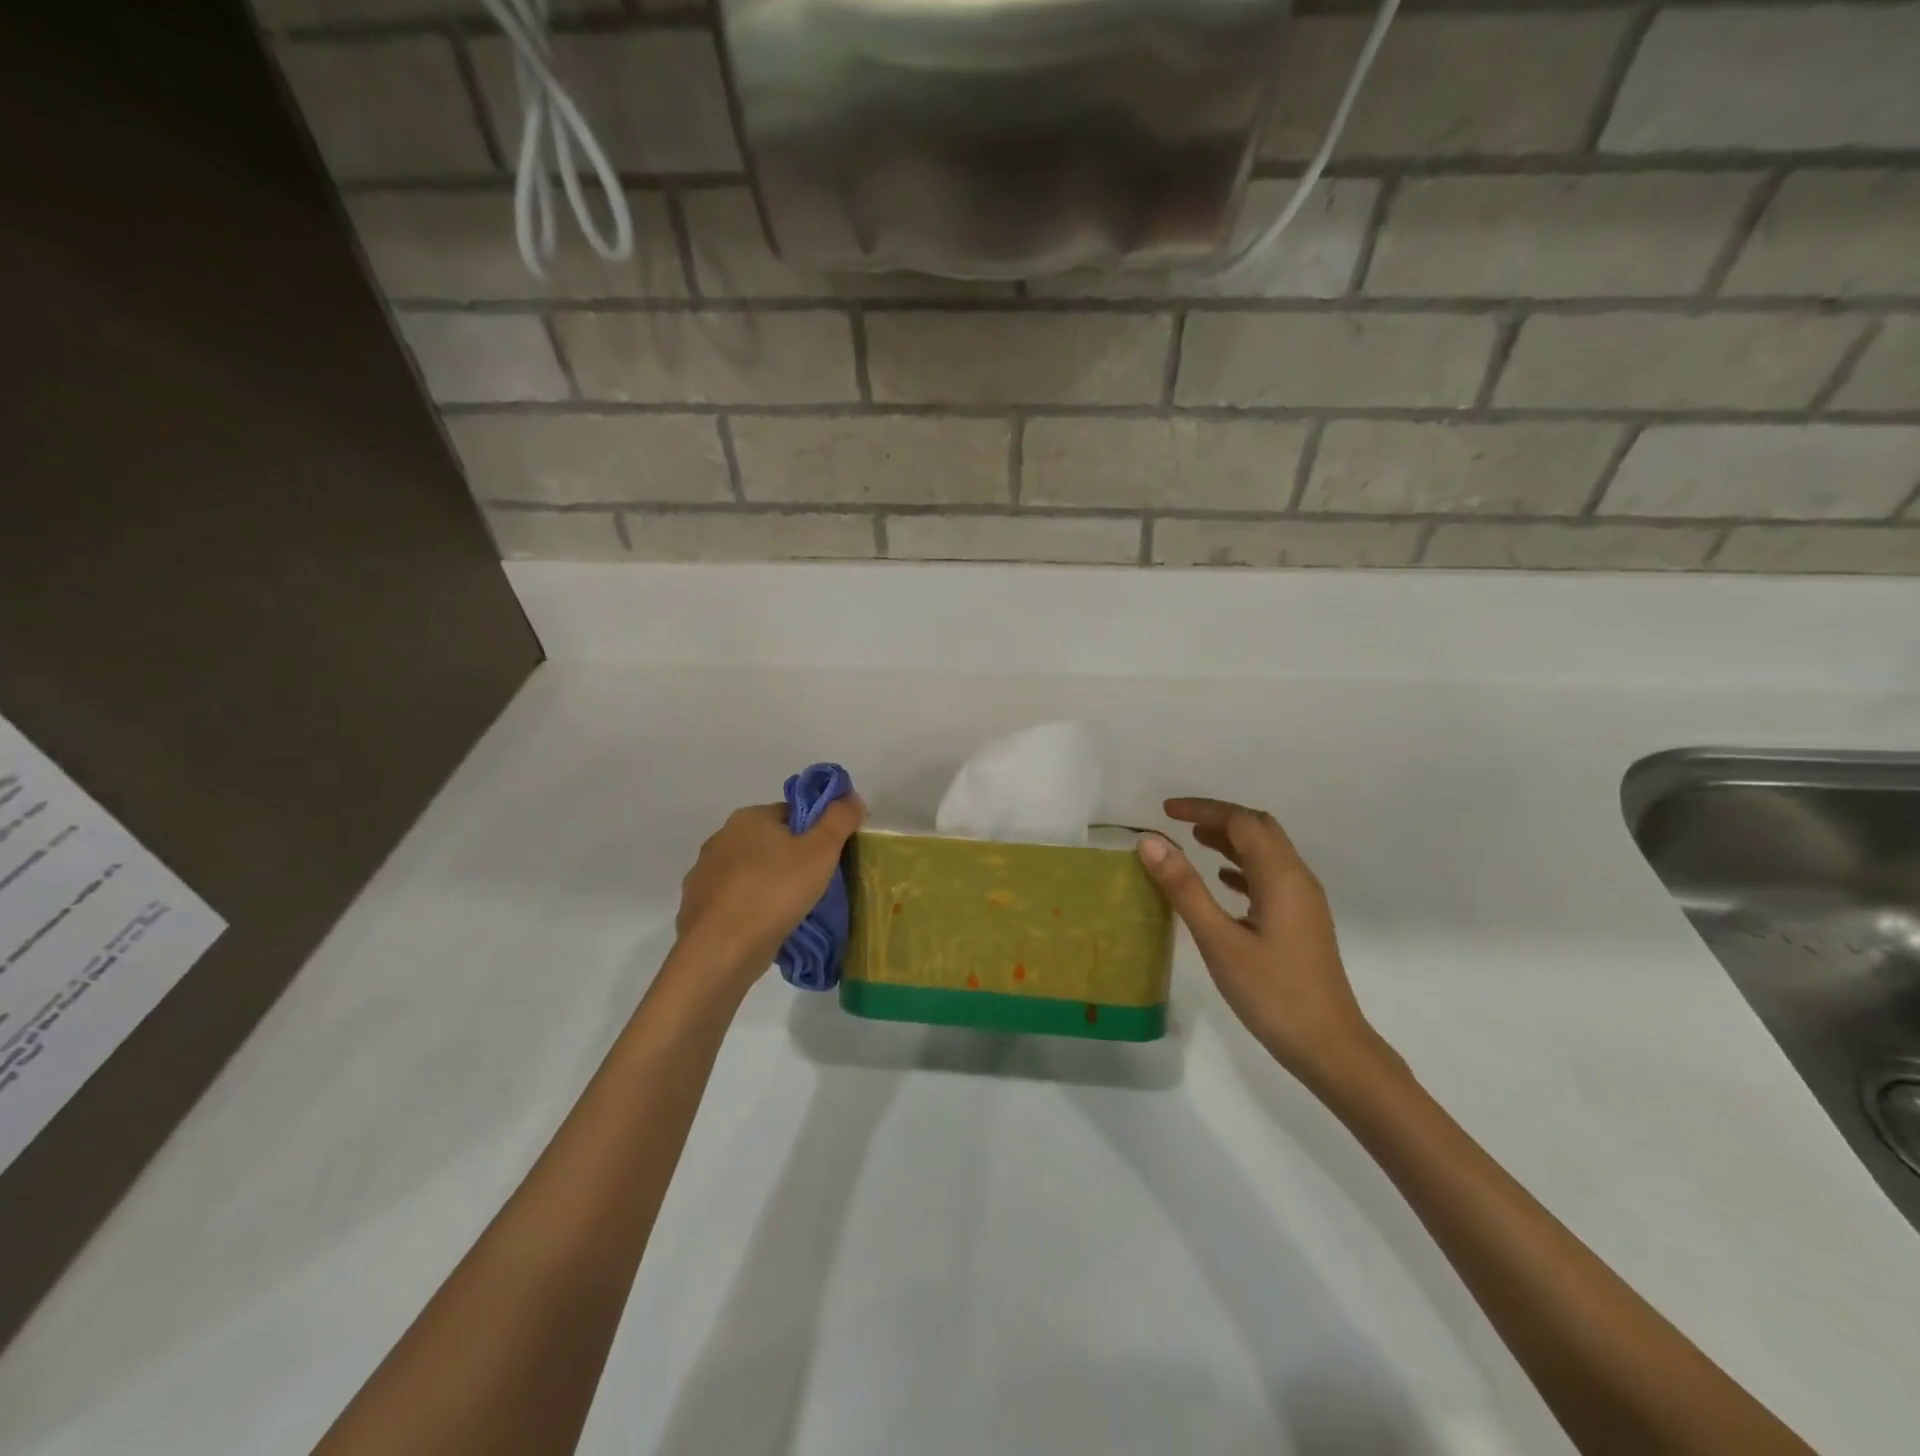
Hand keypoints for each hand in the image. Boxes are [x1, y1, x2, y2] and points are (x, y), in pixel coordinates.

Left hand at [675, 797, 865, 988]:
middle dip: (792, 860)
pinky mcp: (696, 907)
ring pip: (750, 872)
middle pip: (770, 842)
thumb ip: (839, 819)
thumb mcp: (821, 851)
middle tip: (816, 886)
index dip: (816, 833)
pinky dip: (749, 908)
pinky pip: (733, 900)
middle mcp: (721, 838)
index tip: (829, 858)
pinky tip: (764, 927)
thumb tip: (850, 797)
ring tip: (792, 911)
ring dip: (769, 884)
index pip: (792, 814)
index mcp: (749, 817)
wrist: (721, 950)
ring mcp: (704, 873)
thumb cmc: (775, 891)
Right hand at [1138, 798, 1391, 1091]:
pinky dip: (1242, 866)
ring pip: (1266, 852)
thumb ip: (1184, 888)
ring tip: (1193, 842)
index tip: (1165, 811)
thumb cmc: (1272, 993)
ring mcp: (1303, 902)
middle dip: (1219, 818)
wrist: (1329, 1047)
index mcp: (1281, 876)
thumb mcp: (1219, 940)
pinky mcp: (1301, 922)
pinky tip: (1222, 881)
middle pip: (1259, 829)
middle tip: (1179, 823)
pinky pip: (1270, 877)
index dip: (1203, 809)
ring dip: (1231, 840)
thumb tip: (1150, 841)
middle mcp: (1297, 879)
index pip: (1241, 821)